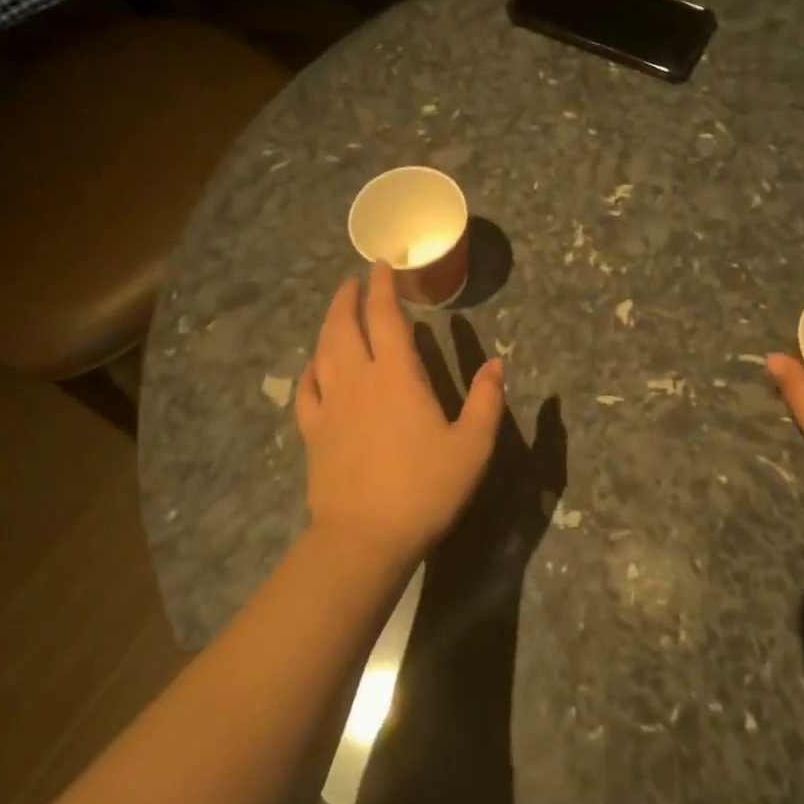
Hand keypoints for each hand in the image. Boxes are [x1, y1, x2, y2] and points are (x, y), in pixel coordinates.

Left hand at [295, 264, 505, 567]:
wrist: (364, 538)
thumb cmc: (425, 489)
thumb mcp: (473, 447)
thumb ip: (487, 401)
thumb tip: (497, 364)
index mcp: (397, 376)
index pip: (386, 317)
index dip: (383, 287)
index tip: (381, 265)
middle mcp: (358, 379)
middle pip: (345, 326)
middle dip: (348, 298)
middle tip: (354, 282)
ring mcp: (330, 405)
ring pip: (323, 351)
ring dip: (329, 324)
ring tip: (337, 312)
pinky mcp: (314, 432)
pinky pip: (306, 390)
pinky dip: (310, 369)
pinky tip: (315, 366)